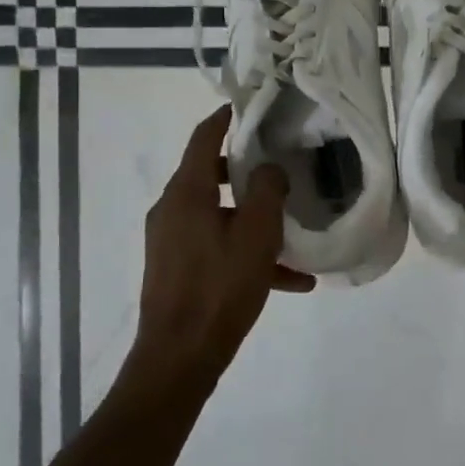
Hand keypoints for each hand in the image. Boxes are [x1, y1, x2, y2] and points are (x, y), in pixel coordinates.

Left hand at [136, 108, 314, 380]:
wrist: (179, 357)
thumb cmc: (219, 288)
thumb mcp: (257, 235)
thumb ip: (267, 191)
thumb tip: (267, 169)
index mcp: (186, 193)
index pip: (203, 138)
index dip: (225, 119)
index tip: (247, 108)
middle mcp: (172, 209)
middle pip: (210, 175)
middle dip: (245, 172)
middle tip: (280, 168)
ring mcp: (171, 241)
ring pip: (219, 215)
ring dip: (253, 220)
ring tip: (293, 234)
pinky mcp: (176, 268)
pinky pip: (216, 247)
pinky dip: (246, 252)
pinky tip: (290, 280)